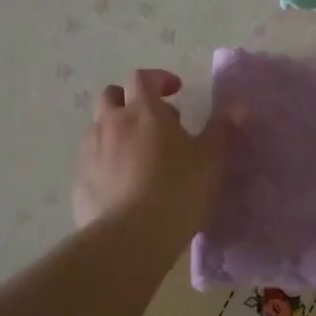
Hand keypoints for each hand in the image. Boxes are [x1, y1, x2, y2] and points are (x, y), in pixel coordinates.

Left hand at [73, 69, 231, 242]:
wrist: (130, 237)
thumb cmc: (177, 189)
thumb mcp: (211, 159)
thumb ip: (222, 130)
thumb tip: (237, 108)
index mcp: (143, 111)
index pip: (142, 78)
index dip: (158, 79)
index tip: (176, 90)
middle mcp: (110, 123)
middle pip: (111, 96)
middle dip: (130, 100)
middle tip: (154, 120)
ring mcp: (90, 152)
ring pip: (99, 128)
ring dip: (117, 130)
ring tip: (139, 154)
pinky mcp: (79, 182)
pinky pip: (92, 160)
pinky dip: (106, 161)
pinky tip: (124, 184)